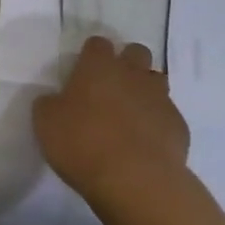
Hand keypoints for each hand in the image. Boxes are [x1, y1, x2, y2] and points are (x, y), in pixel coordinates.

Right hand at [34, 36, 189, 205]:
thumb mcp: (46, 123)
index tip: (84, 72)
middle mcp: (132, 73)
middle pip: (136, 52)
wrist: (135, 181)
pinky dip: (159, 124)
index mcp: (98, 66)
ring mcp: (159, 98)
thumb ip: (49, 104)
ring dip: (145, 90)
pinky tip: (147, 144)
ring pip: (156, 80)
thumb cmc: (83, 144)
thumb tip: (55, 101)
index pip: (97, 44)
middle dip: (126, 64)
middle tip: (111, 88)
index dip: (91, 55)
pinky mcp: (178, 126)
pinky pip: (168, 116)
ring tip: (132, 115)